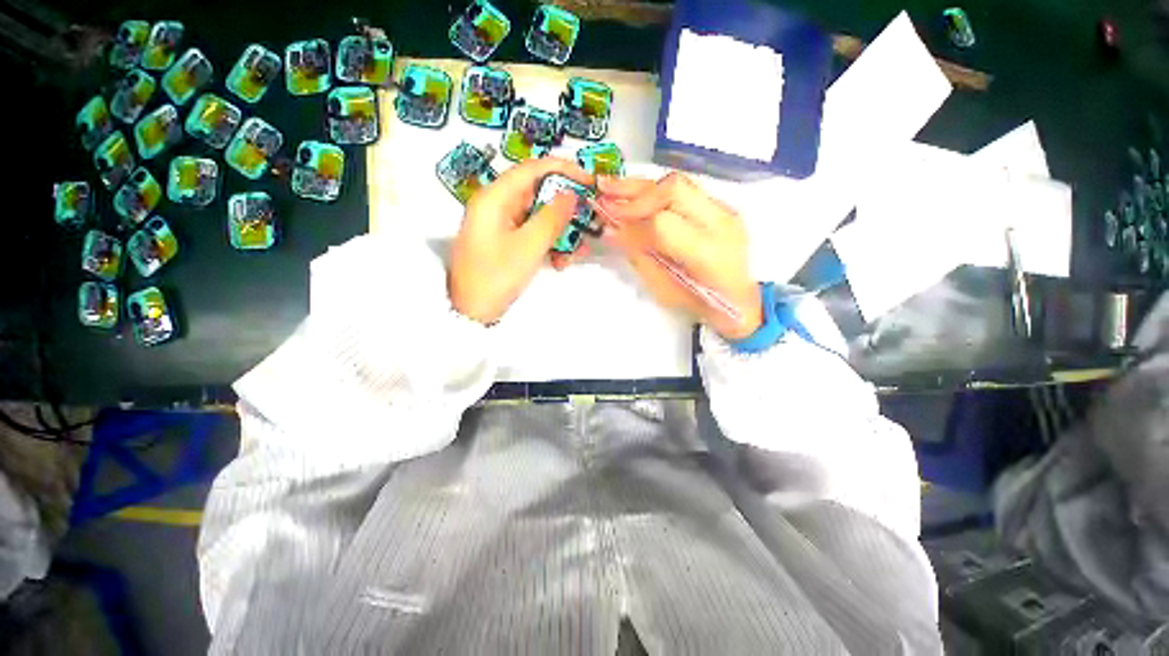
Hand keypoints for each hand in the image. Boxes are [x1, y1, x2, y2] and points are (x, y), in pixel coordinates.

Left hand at [449, 157, 594, 323]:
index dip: (564, 170)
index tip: (590, 182)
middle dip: (565, 208)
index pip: (533, 169)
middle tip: (589, 220)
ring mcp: (501, 225)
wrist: (471, 313)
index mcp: (495, 198)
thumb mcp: (528, 247)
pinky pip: (532, 234)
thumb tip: (571, 194)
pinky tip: (561, 262)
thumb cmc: (496, 277)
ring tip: (578, 251)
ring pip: (538, 217)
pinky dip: (549, 244)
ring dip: (560, 231)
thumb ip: (552, 218)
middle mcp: (497, 205)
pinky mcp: (505, 242)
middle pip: (538, 193)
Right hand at [597, 173, 762, 340]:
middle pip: (674, 190)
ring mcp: (725, 211)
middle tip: (605, 195)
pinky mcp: (722, 207)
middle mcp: (720, 224)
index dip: (632, 221)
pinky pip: (684, 190)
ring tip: (611, 186)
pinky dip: (656, 191)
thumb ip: (639, 256)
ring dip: (642, 185)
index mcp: (706, 254)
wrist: (739, 299)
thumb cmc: (698, 303)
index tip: (608, 222)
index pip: (663, 224)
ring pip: (679, 183)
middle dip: (635, 193)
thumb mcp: (662, 289)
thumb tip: (612, 229)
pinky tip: (635, 194)